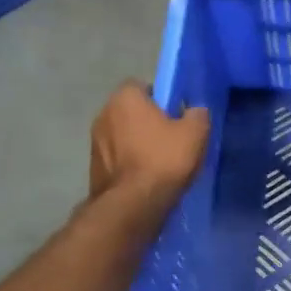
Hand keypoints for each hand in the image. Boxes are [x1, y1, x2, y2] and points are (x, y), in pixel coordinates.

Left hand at [90, 82, 209, 206]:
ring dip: (136, 143)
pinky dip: (129, 163)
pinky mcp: (93, 167)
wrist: (132, 204)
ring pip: (122, 135)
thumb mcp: (194, 133)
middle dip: (147, 121)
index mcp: (125, 98)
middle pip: (130, 111)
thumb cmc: (163, 160)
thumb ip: (197, 114)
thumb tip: (194, 111)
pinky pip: (116, 158)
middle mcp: (103, 114)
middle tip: (170, 138)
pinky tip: (145, 178)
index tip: (176, 115)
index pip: (142, 86)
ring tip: (158, 162)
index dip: (161, 98)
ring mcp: (94, 142)